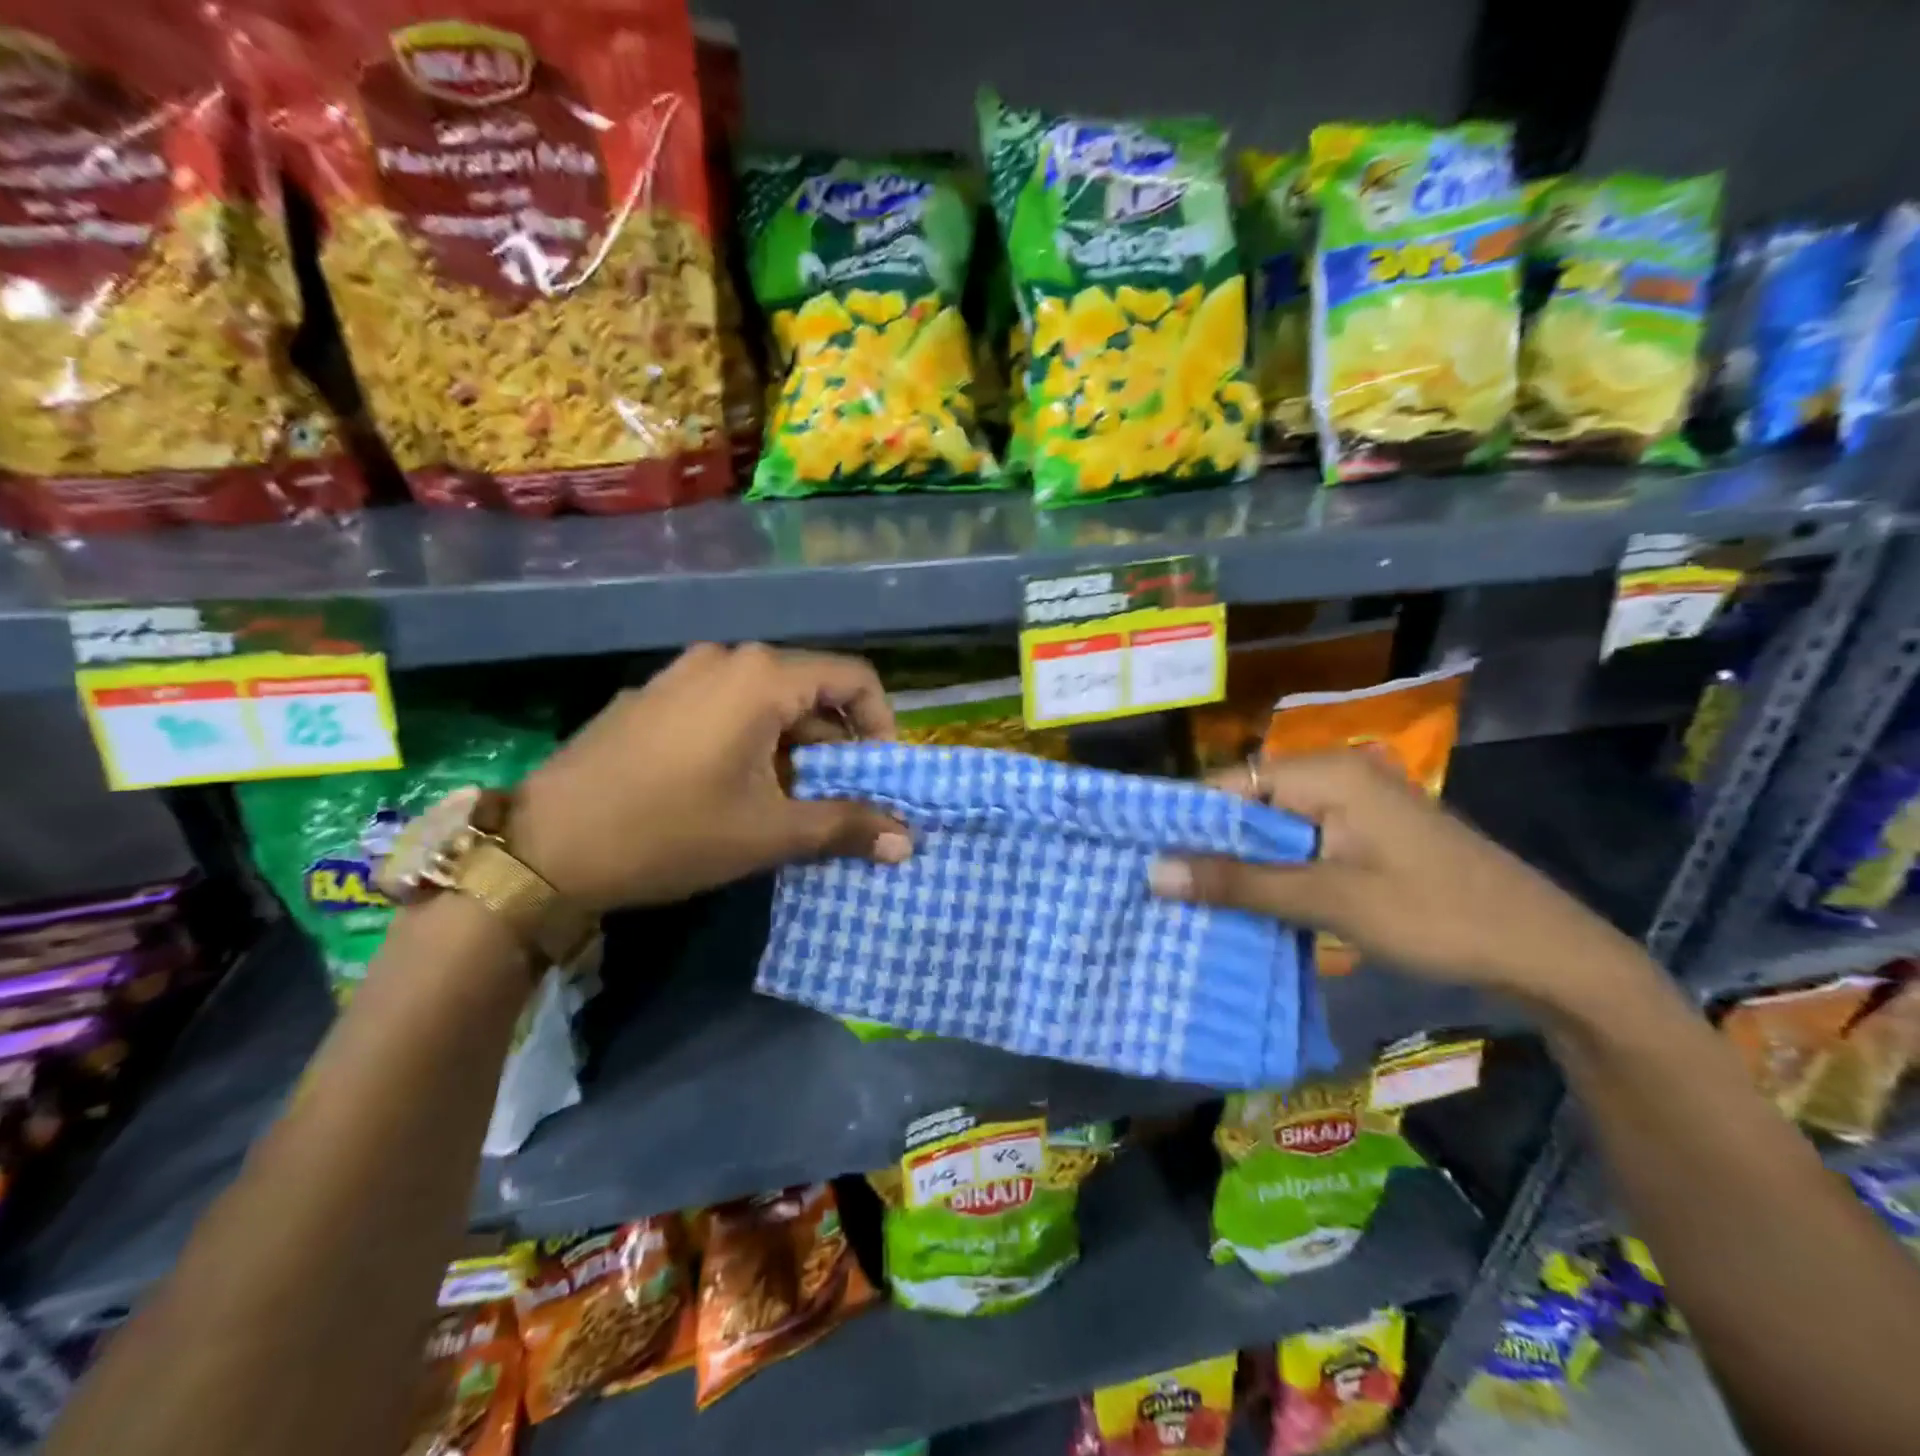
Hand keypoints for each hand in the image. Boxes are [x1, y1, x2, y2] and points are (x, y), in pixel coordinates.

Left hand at [509, 644, 910, 911]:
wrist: (544, 847)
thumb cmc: (670, 832)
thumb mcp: (768, 834)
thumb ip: (846, 827)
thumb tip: (908, 842)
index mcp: (761, 677)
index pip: (853, 678)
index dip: (881, 724)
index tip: (880, 775)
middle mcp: (725, 659)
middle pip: (810, 690)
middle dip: (834, 745)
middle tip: (834, 800)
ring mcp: (682, 674)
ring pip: (766, 701)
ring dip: (792, 747)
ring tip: (783, 803)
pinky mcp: (653, 697)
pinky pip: (724, 707)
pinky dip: (750, 741)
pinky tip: (729, 790)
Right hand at [1148, 749, 1654, 1008]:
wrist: (1548, 955)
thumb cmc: (1437, 916)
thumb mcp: (1330, 900)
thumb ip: (1240, 883)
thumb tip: (1153, 872)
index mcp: (1327, 773)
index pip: (1229, 785)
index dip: (1184, 820)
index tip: (1141, 857)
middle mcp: (1336, 779)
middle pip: (1248, 807)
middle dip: (1207, 848)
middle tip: (1156, 888)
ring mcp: (1354, 810)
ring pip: (1272, 832)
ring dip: (1237, 867)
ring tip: (1186, 901)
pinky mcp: (1365, 841)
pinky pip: (1299, 850)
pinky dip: (1271, 876)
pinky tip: (1244, 907)